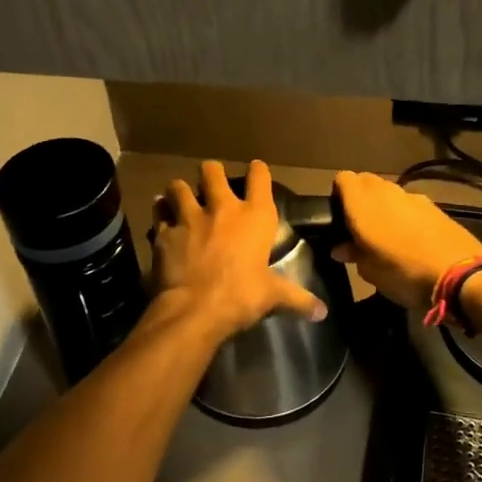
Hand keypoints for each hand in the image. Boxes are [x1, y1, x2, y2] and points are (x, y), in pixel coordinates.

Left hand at [151, 160, 326, 338]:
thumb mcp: (273, 296)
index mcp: (255, 217)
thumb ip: (297, 299)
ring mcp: (190, 217)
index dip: (258, 170)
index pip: (260, 178)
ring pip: (179, 186)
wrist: (194, 309)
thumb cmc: (241, 296)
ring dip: (180, 189)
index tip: (257, 169)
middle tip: (211, 180)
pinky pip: (159, 212)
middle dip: (211, 172)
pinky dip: (160, 212)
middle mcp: (222, 208)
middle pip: (212, 171)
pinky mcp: (165, 232)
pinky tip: (161, 216)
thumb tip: (322, 312)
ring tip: (180, 195)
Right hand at [331, 170, 481, 311]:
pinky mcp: (434, 206)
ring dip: (384, 204)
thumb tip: (341, 247)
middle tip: (359, 225)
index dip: (338, 193)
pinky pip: (410, 203)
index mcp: (362, 204)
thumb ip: (353, 253)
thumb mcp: (370, 272)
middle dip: (360, 196)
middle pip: (366, 180)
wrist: (459, 274)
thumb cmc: (403, 273)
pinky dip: (405, 213)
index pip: (343, 179)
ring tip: (386, 233)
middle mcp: (385, 192)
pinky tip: (411, 237)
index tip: (339, 216)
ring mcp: (412, 197)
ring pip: (389, 191)